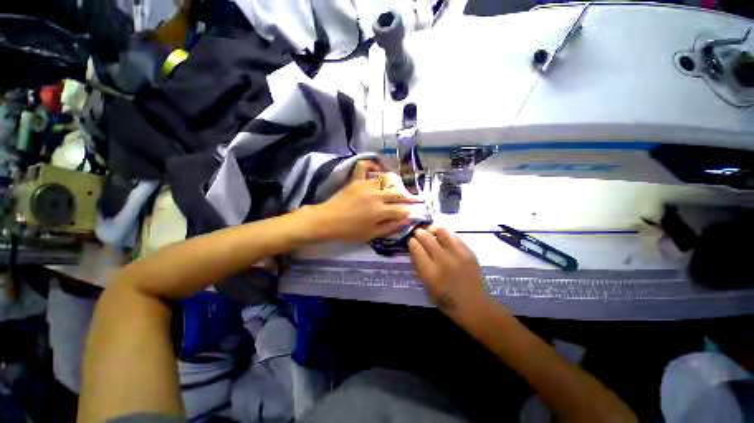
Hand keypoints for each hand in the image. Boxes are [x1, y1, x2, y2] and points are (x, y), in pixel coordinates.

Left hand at [312, 160, 418, 242]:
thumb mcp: (372, 234)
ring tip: (398, 188)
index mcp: (380, 210)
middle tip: (416, 198)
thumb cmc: (350, 231)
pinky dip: (371, 165)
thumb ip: (391, 226)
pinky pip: (364, 167)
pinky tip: (377, 169)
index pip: (401, 209)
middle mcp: (377, 195)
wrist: (327, 221)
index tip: (416, 211)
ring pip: (386, 180)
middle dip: (409, 196)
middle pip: (398, 193)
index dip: (410, 211)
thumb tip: (406, 220)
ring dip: (395, 184)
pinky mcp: (356, 180)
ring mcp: (366, 185)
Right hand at [408, 227, 490, 319]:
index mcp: (430, 273)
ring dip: (432, 230)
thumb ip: (418, 265)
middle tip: (417, 233)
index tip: (410, 241)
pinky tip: (443, 239)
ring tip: (430, 233)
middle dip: (419, 233)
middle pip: (426, 237)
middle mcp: (443, 261)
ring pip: (441, 231)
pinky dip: (445, 235)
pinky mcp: (469, 252)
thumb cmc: (446, 300)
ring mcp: (458, 255)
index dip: (411, 242)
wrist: (474, 306)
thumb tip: (413, 248)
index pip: (416, 248)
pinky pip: (453, 236)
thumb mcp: (426, 285)